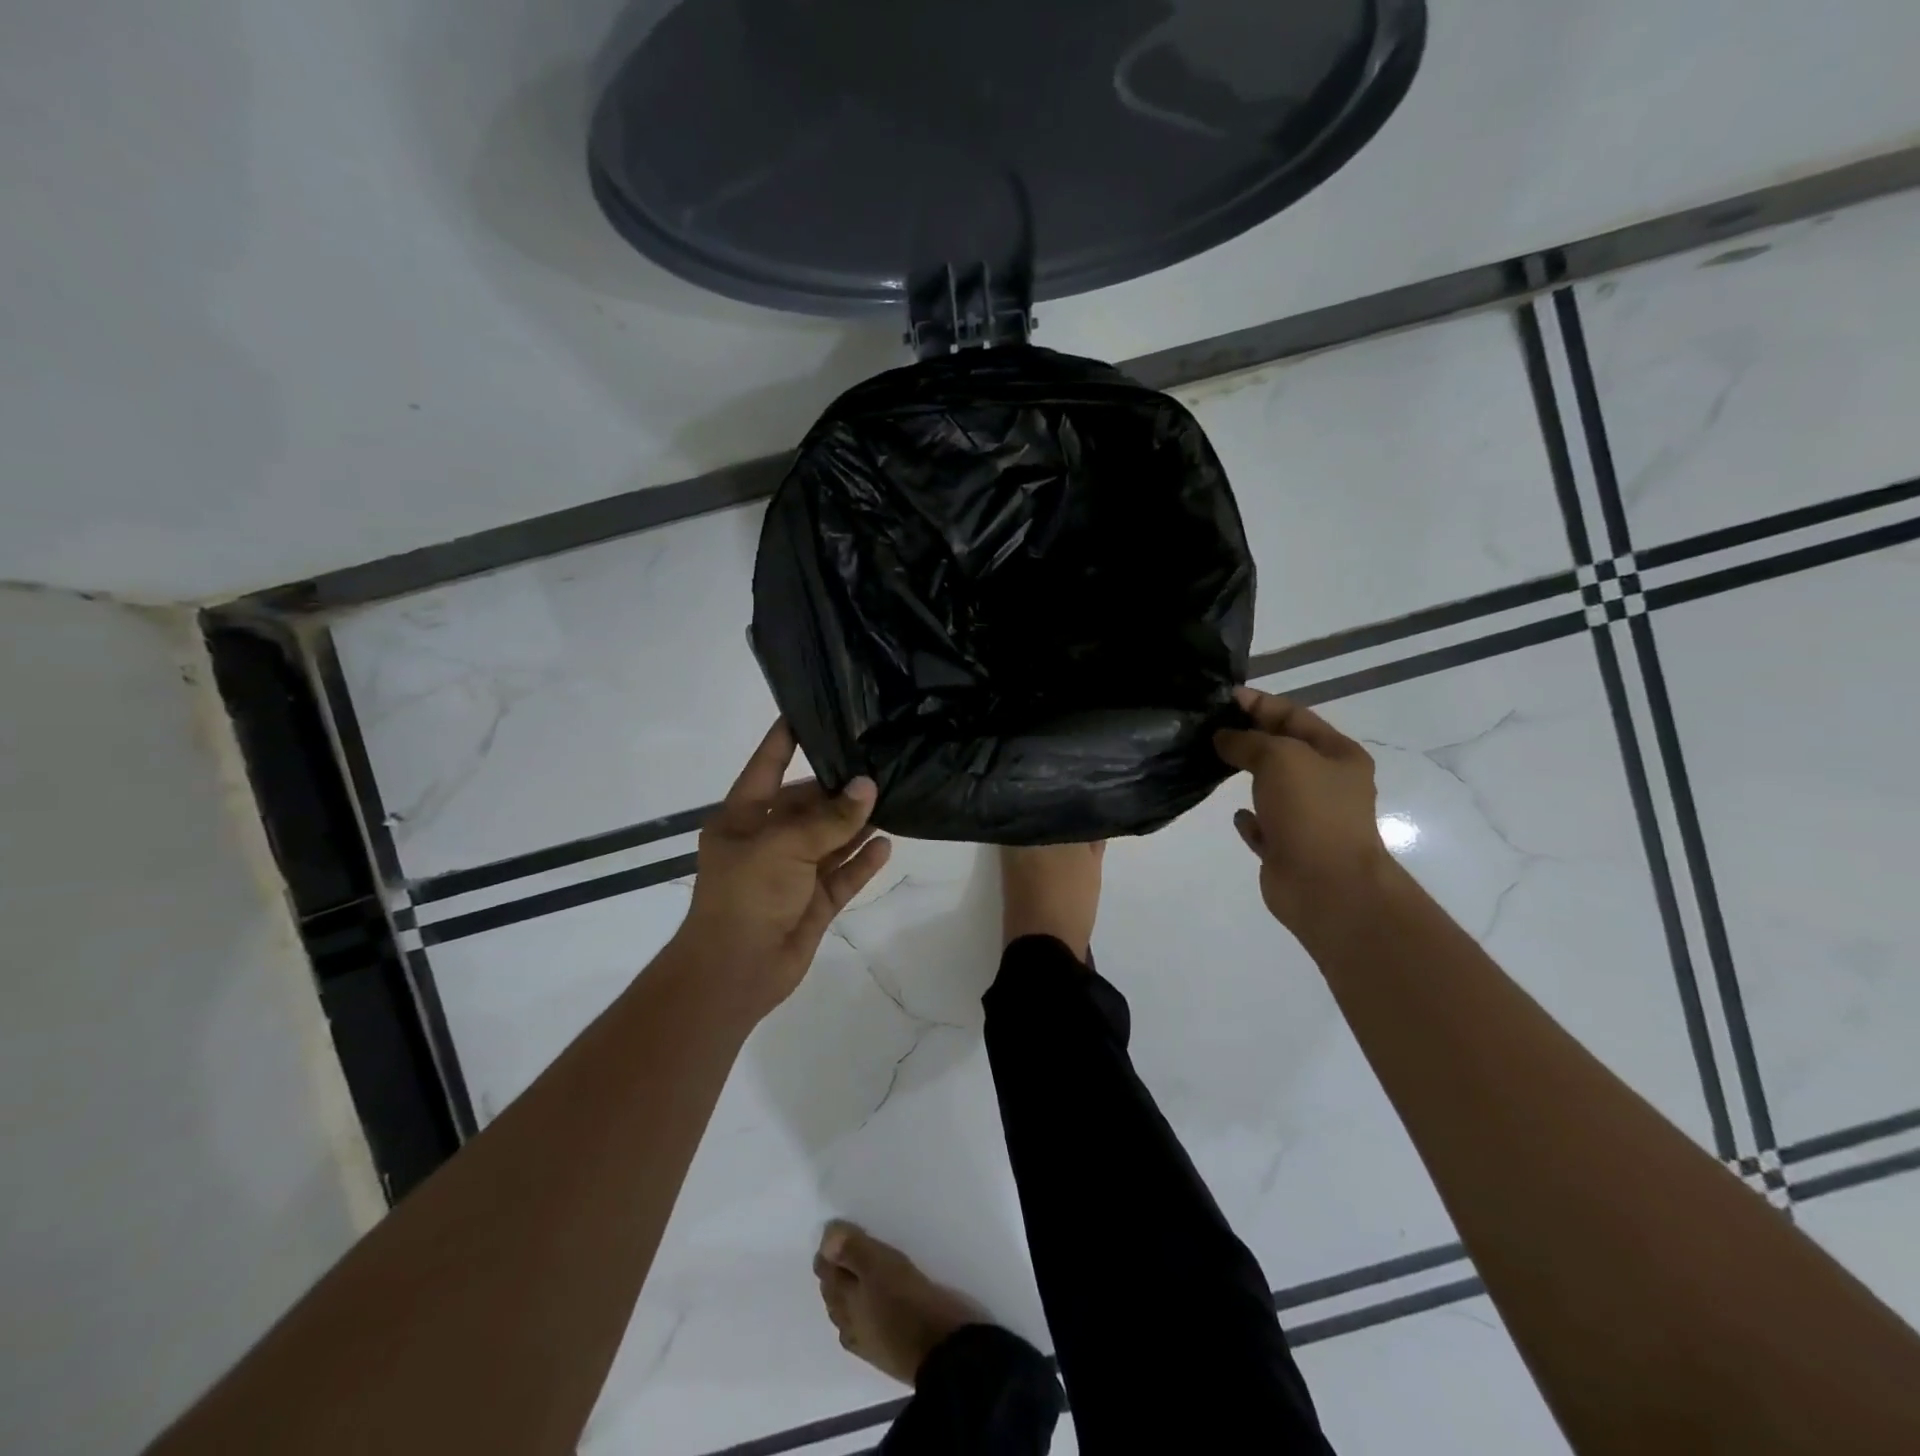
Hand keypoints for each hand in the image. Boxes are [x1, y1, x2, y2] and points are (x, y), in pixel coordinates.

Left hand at [675, 721, 892, 1016]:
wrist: (735, 972)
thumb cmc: (746, 894)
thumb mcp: (784, 846)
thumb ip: (829, 818)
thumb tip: (868, 787)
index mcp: (743, 818)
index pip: (767, 766)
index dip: (785, 739)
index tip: (811, 712)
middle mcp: (767, 840)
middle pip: (807, 804)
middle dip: (839, 788)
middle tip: (879, 762)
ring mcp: (792, 873)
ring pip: (830, 839)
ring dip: (857, 823)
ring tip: (893, 796)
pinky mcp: (814, 902)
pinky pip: (843, 874)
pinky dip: (863, 860)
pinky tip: (888, 843)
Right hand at [1214, 686, 1391, 928]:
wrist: (1326, 886)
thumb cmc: (1311, 812)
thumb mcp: (1280, 758)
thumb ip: (1248, 741)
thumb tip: (1224, 738)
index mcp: (1338, 755)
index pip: (1294, 716)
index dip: (1260, 703)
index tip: (1223, 697)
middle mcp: (1327, 784)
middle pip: (1284, 749)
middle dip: (1250, 736)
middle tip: (1210, 727)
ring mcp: (1309, 818)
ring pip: (1273, 786)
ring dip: (1247, 773)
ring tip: (1212, 761)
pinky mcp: (1289, 848)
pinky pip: (1265, 825)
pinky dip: (1250, 817)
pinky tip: (1235, 812)